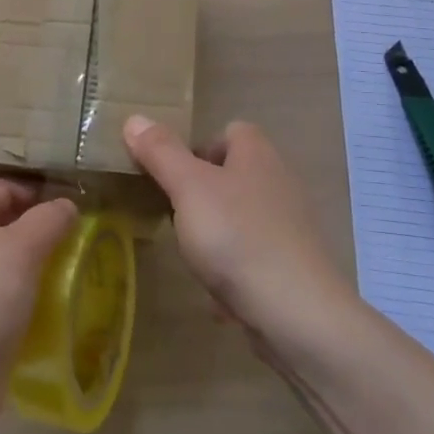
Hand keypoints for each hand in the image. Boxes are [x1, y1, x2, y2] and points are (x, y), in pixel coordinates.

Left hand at [0, 180, 77, 433]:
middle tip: (78, 237)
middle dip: (37, 227)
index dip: (37, 192)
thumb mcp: (19, 250)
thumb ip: (48, 219)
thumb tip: (67, 206)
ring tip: (71, 267)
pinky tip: (52, 299)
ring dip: (34, 261)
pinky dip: (24, 290)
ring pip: (1, 257)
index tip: (75, 207)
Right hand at [123, 116, 352, 342]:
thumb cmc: (238, 236)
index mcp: (257, 154)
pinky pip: (253, 258)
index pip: (230, 131)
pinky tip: (217, 294)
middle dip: (202, 193)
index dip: (200, 146)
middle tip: (174, 214)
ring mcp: (290, 227)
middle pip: (234, 174)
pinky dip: (234, 271)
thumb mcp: (188, 187)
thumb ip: (161, 152)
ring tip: (192, 255)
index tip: (173, 174)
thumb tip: (135, 118)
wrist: (297, 314)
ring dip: (215, 234)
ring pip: (241, 218)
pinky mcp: (293, 267)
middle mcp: (279, 182)